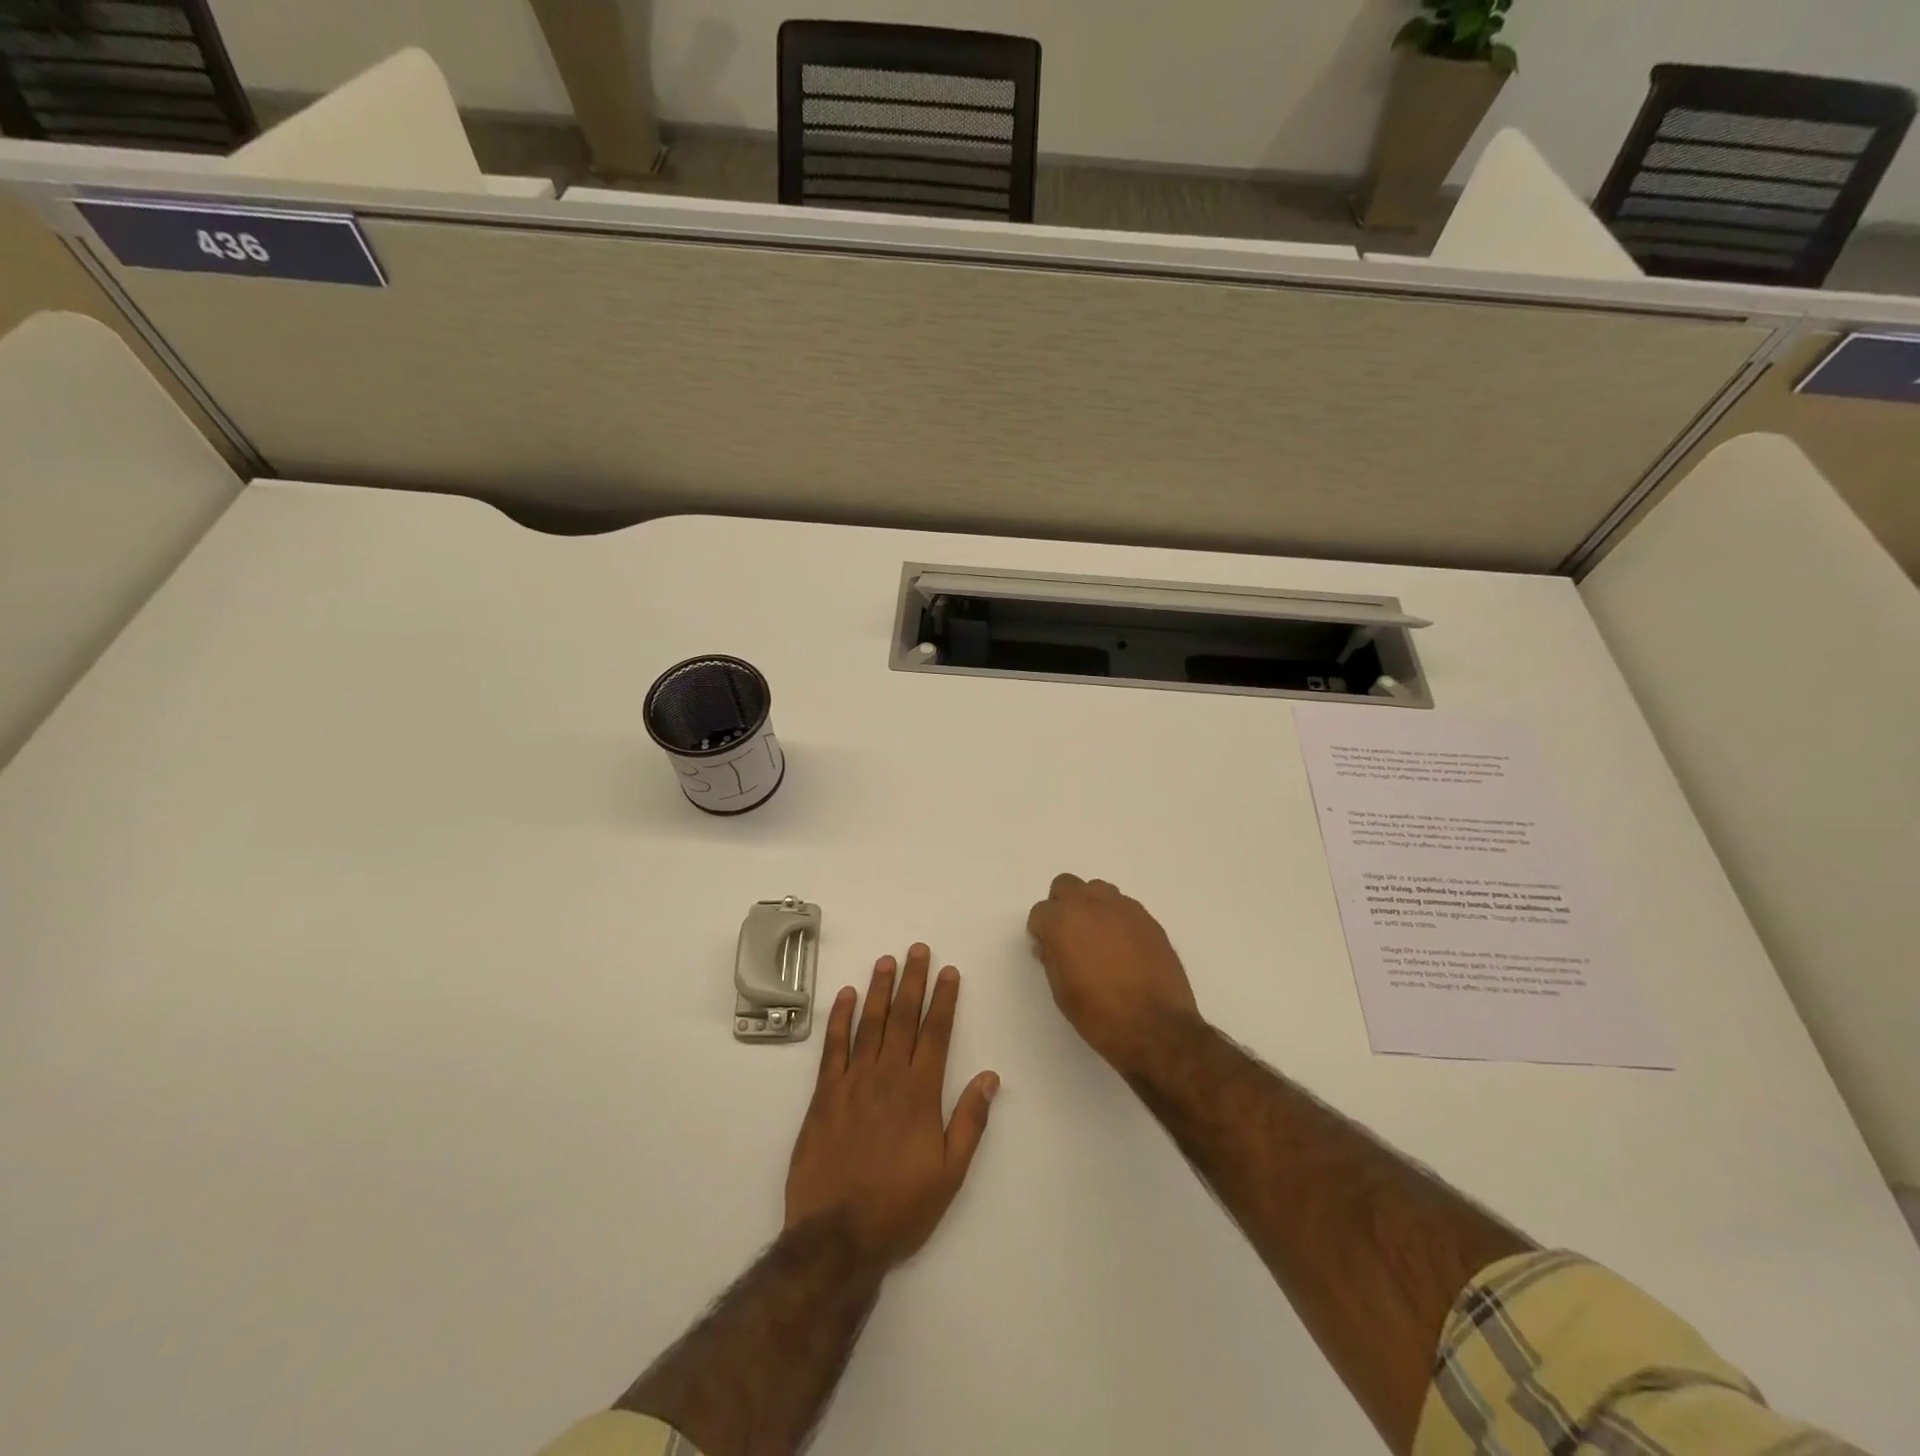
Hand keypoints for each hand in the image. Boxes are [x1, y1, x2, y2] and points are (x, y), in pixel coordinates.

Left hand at [784, 944, 999, 1268]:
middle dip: (912, 981)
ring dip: (879, 989)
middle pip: (903, 1017)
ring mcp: (853, 1082)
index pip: (936, 1033)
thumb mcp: (950, 1173)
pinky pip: (833, 1047)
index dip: (944, 999)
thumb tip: (990, 1076)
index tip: (948, 971)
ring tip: (886, 960)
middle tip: (917, 949)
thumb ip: (969, 1121)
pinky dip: (840, 1019)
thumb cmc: (900, 1207)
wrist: (837, 1237)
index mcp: (920, 1093)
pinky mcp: (824, 1095)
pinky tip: (846, 996)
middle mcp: (888, 1077)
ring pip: (869, 1024)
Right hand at [1026, 874, 1201, 1074]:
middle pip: (1066, 885)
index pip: (1040, 911)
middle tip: (1068, 935)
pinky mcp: (1148, 919)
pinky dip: (1117, 919)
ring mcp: (1123, 908)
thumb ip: (1052, 957)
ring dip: (1092, 906)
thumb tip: (1052, 944)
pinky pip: (1125, 907)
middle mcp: (1091, 904)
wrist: (1154, 1027)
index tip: (1047, 949)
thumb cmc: (1098, 1014)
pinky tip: (1124, 948)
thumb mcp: (1061, 990)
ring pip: (1098, 890)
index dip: (1041, 931)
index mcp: (1062, 921)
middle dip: (1062, 905)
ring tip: (1099, 938)